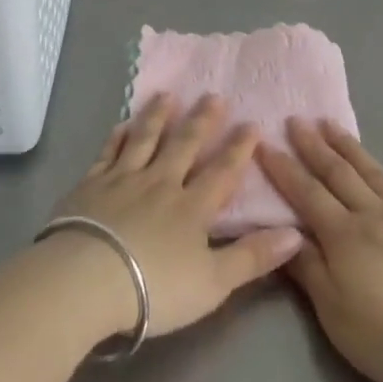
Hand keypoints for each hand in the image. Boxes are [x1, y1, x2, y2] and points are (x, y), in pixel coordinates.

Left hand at [48, 94, 304, 342]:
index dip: (239, 148)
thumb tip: (297, 232)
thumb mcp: (214, 282)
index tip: (252, 123)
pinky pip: (108, 153)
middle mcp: (160, 183)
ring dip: (158, 116)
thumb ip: (253, 257)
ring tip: (168, 94)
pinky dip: (117, 137)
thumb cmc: (155, 287)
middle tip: (213, 95)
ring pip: (145, 140)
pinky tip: (122, 125)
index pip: (222, 171)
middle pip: (184, 145)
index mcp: (192, 207)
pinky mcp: (90, 186)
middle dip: (202, 120)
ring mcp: (123, 180)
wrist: (85, 281)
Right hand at [257, 119, 382, 381]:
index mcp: (344, 235)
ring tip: (335, 127)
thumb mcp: (334, 311)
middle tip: (297, 120)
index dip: (284, 168)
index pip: (306, 193)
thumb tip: (285, 233)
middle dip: (314, 146)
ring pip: (376, 175)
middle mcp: (375, 215)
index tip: (266, 143)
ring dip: (353, 149)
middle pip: (339, 174)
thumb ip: (309, 269)